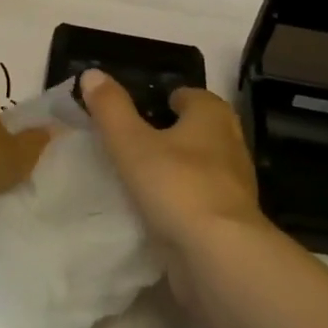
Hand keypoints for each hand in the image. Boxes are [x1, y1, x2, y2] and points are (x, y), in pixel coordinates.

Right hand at [77, 69, 263, 254]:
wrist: (218, 254)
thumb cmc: (176, 185)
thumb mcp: (131, 143)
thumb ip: (111, 108)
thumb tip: (92, 73)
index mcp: (212, 115)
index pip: (190, 95)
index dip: (165, 99)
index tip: (138, 111)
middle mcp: (230, 142)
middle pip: (199, 129)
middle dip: (173, 133)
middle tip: (136, 142)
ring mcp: (235, 183)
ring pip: (202, 165)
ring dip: (179, 168)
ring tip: (142, 176)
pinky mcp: (231, 219)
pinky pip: (203, 198)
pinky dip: (184, 199)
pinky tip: (159, 210)